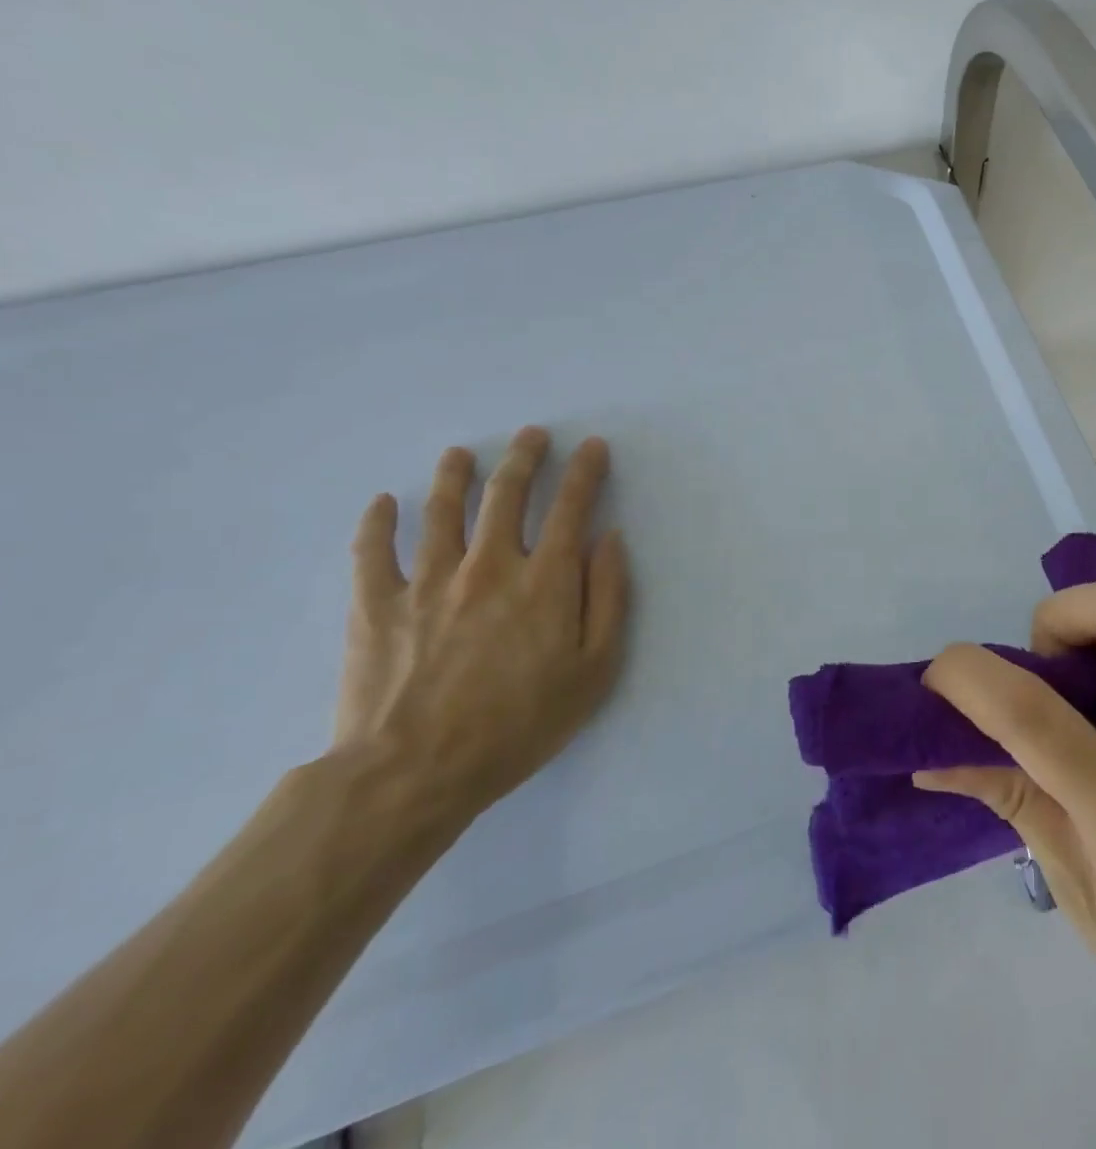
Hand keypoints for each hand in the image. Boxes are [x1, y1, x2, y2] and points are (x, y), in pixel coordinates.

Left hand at [335, 426, 630, 822]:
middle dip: (525, 457)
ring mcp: (427, 581)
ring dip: (456, 475)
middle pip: (506, 495)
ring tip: (462, 453)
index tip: (593, 447)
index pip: (570, 508)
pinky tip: (384, 502)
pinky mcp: (376, 605)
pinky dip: (378, 521)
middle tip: (533, 435)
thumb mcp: (595, 669)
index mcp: (544, 580)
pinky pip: (373, 550)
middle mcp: (488, 565)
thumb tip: (610, 540)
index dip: (585, 472)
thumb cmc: (520, 724)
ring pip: (442, 510)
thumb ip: (609, 598)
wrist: (415, 773)